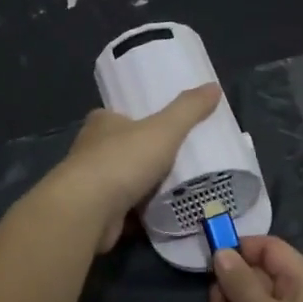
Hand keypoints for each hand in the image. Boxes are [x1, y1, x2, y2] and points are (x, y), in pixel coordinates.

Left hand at [48, 85, 220, 251]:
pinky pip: (125, 211)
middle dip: (145, 156)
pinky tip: (164, 215)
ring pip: (124, 182)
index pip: (120, 116)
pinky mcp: (96, 214)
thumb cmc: (122, 161)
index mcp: (102, 123)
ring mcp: (92, 185)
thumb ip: (188, 109)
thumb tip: (214, 86)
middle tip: (179, 160)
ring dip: (144, 187)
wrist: (88, 211)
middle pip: (123, 149)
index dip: (140, 120)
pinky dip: (141, 213)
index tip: (164, 128)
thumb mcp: (163, 129)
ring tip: (178, 188)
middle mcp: (91, 151)